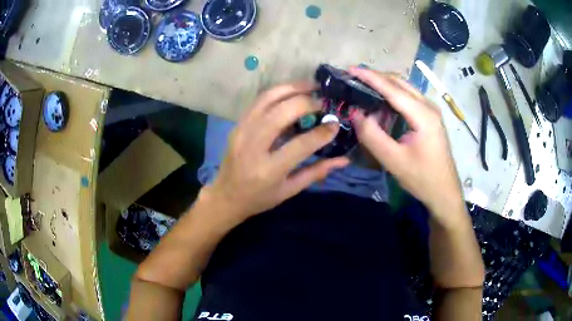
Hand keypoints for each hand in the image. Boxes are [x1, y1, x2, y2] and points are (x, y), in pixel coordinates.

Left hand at [202, 83, 349, 223]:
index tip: (335, 124)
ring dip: (292, 88)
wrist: (225, 196)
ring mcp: (242, 131)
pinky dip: (278, 92)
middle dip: (307, 102)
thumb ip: (317, 172)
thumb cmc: (259, 198)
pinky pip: (259, 101)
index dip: (322, 132)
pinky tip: (292, 92)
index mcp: (269, 170)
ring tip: (311, 86)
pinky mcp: (237, 124)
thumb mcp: (290, 190)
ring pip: (268, 98)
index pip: (300, 144)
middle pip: (282, 112)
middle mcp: (253, 146)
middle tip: (324, 101)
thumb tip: (344, 159)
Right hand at [349, 68, 462, 218]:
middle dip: (376, 77)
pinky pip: (409, 100)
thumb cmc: (422, 179)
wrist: (445, 193)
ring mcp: (431, 111)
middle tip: (354, 78)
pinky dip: (392, 98)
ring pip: (405, 89)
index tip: (350, 69)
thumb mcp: (394, 160)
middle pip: (400, 83)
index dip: (370, 77)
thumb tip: (355, 113)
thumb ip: (372, 136)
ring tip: (363, 91)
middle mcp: (429, 107)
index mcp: (423, 115)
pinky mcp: (430, 118)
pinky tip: (381, 107)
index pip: (393, 89)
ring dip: (384, 87)